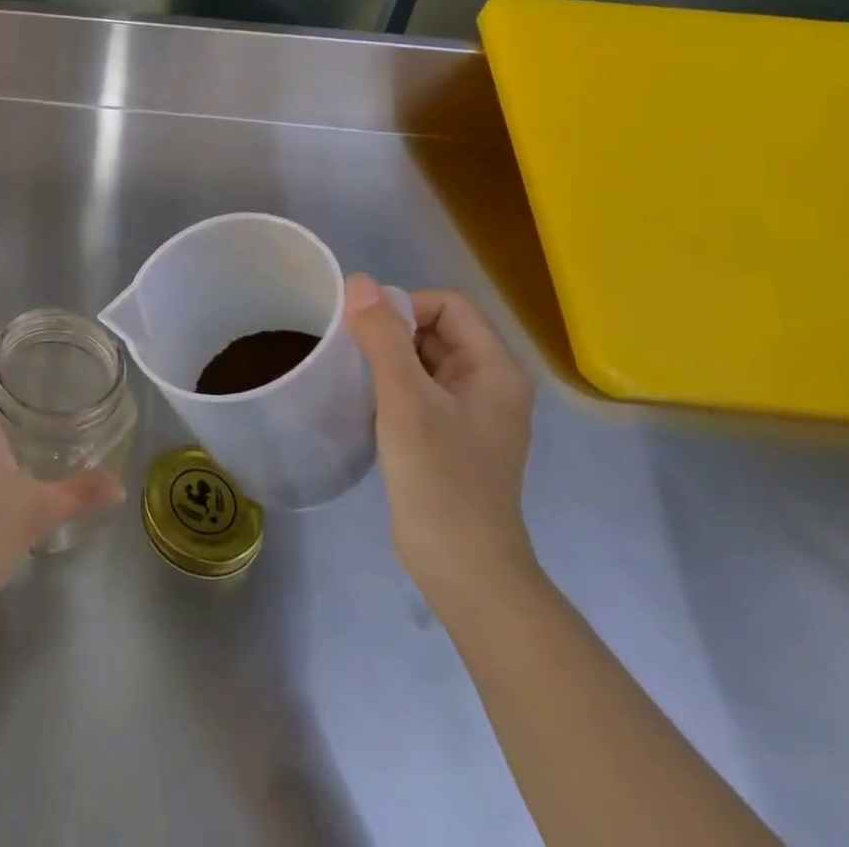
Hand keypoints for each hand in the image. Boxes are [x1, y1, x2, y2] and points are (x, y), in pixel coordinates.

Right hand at [346, 274, 536, 616]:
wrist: (462, 567)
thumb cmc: (440, 477)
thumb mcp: (406, 399)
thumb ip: (383, 337)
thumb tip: (359, 281)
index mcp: (495, 369)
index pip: (449, 305)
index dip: (405, 306)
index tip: (367, 331)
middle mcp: (489, 384)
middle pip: (437, 329)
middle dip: (393, 330)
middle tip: (354, 352)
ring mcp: (470, 413)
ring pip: (425, 359)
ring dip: (389, 357)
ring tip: (355, 374)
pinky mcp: (450, 436)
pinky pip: (419, 389)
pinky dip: (392, 385)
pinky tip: (367, 402)